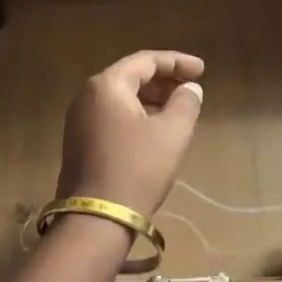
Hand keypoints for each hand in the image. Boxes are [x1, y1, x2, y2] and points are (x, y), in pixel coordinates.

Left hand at [56, 50, 204, 215]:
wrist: (96, 220)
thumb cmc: (138, 169)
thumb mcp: (172, 133)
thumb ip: (186, 103)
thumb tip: (190, 88)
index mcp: (107, 85)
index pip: (146, 61)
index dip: (177, 62)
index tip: (202, 70)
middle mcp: (87, 96)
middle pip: (131, 76)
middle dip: (164, 80)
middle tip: (191, 88)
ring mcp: (79, 120)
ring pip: (121, 97)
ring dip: (151, 98)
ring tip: (178, 109)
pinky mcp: (79, 142)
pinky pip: (112, 116)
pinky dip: (137, 114)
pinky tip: (156, 129)